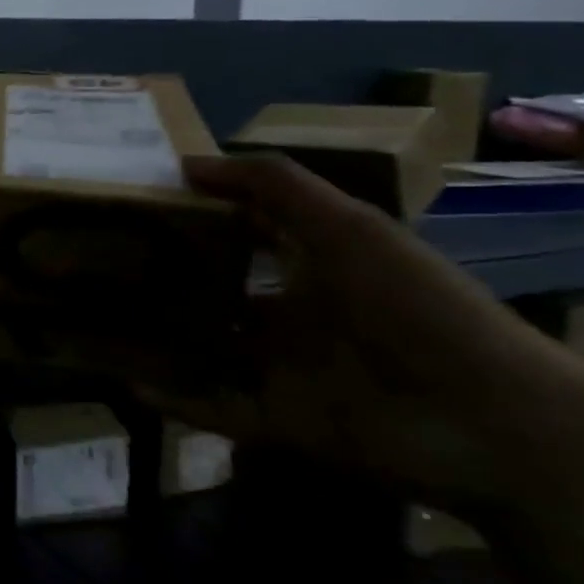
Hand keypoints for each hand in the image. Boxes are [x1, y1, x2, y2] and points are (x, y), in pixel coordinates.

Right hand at [132, 153, 570, 512]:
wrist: (486, 420)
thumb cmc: (410, 306)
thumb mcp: (347, 227)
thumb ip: (272, 186)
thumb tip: (187, 163)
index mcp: (316, 267)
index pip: (247, 233)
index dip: (199, 215)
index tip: (137, 203)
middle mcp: (295, 316)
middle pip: (218, 293)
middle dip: (167, 280)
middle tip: (99, 262)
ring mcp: (284, 371)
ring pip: (206, 350)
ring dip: (161, 340)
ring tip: (97, 321)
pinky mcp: (277, 420)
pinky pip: (211, 408)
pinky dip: (172, 399)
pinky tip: (126, 383)